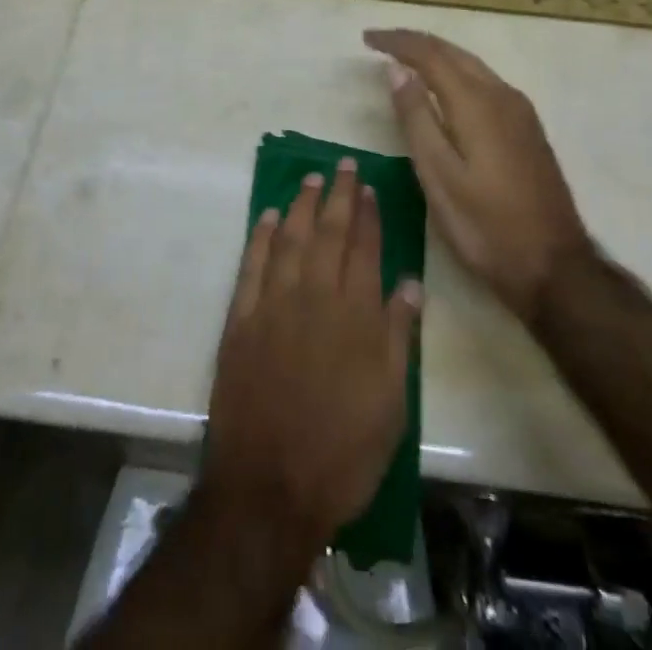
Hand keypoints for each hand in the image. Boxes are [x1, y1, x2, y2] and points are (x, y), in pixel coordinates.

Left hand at [202, 161, 421, 558]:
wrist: (270, 487)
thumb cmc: (342, 451)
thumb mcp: (391, 403)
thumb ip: (399, 336)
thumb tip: (410, 283)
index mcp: (356, 315)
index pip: (364, 248)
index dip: (368, 214)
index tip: (369, 187)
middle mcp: (315, 296)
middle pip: (328, 233)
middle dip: (338, 195)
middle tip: (342, 164)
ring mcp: (273, 304)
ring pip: (289, 238)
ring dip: (300, 205)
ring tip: (310, 179)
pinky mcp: (241, 319)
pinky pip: (251, 265)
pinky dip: (259, 236)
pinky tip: (266, 216)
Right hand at [365, 28, 593, 322]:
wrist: (555, 267)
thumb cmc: (486, 227)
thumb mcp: (438, 177)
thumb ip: (416, 119)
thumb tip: (396, 70)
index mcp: (477, 104)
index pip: (430, 55)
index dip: (397, 42)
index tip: (366, 39)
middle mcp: (502, 95)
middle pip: (453, 52)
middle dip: (415, 42)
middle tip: (381, 42)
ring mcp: (520, 111)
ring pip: (472, 65)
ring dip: (437, 55)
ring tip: (405, 58)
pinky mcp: (527, 128)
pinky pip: (485, 81)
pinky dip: (456, 73)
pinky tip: (444, 87)